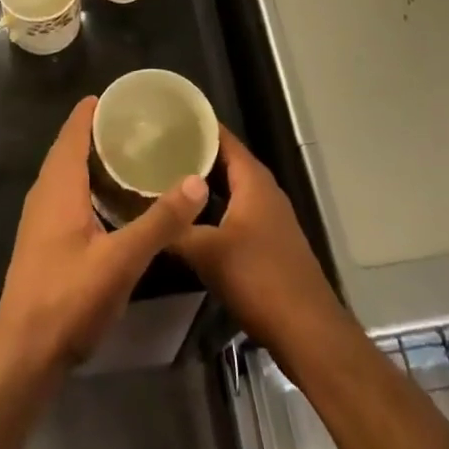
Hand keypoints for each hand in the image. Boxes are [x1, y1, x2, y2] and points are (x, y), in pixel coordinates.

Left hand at [0, 97, 206, 371]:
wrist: (24, 355)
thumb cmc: (69, 299)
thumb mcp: (122, 260)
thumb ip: (160, 221)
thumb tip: (197, 180)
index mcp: (59, 184)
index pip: (74, 129)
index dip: (95, 108)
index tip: (126, 95)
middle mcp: (45, 192)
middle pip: (70, 146)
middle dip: (100, 129)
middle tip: (140, 122)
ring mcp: (40, 217)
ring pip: (67, 171)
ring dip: (94, 157)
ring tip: (132, 152)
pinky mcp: (43, 239)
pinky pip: (67, 192)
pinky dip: (89, 181)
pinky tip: (113, 198)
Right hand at [171, 127, 344, 355]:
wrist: (306, 330)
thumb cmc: (258, 278)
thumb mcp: (207, 253)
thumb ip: (174, 229)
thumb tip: (141, 214)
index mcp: (252, 179)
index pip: (221, 137)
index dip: (195, 125)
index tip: (164, 118)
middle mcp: (263, 189)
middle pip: (225, 160)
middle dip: (193, 154)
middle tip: (155, 147)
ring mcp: (269, 215)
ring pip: (231, 187)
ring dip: (203, 183)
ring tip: (165, 177)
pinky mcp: (269, 239)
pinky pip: (236, 208)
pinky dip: (213, 206)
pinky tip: (190, 217)